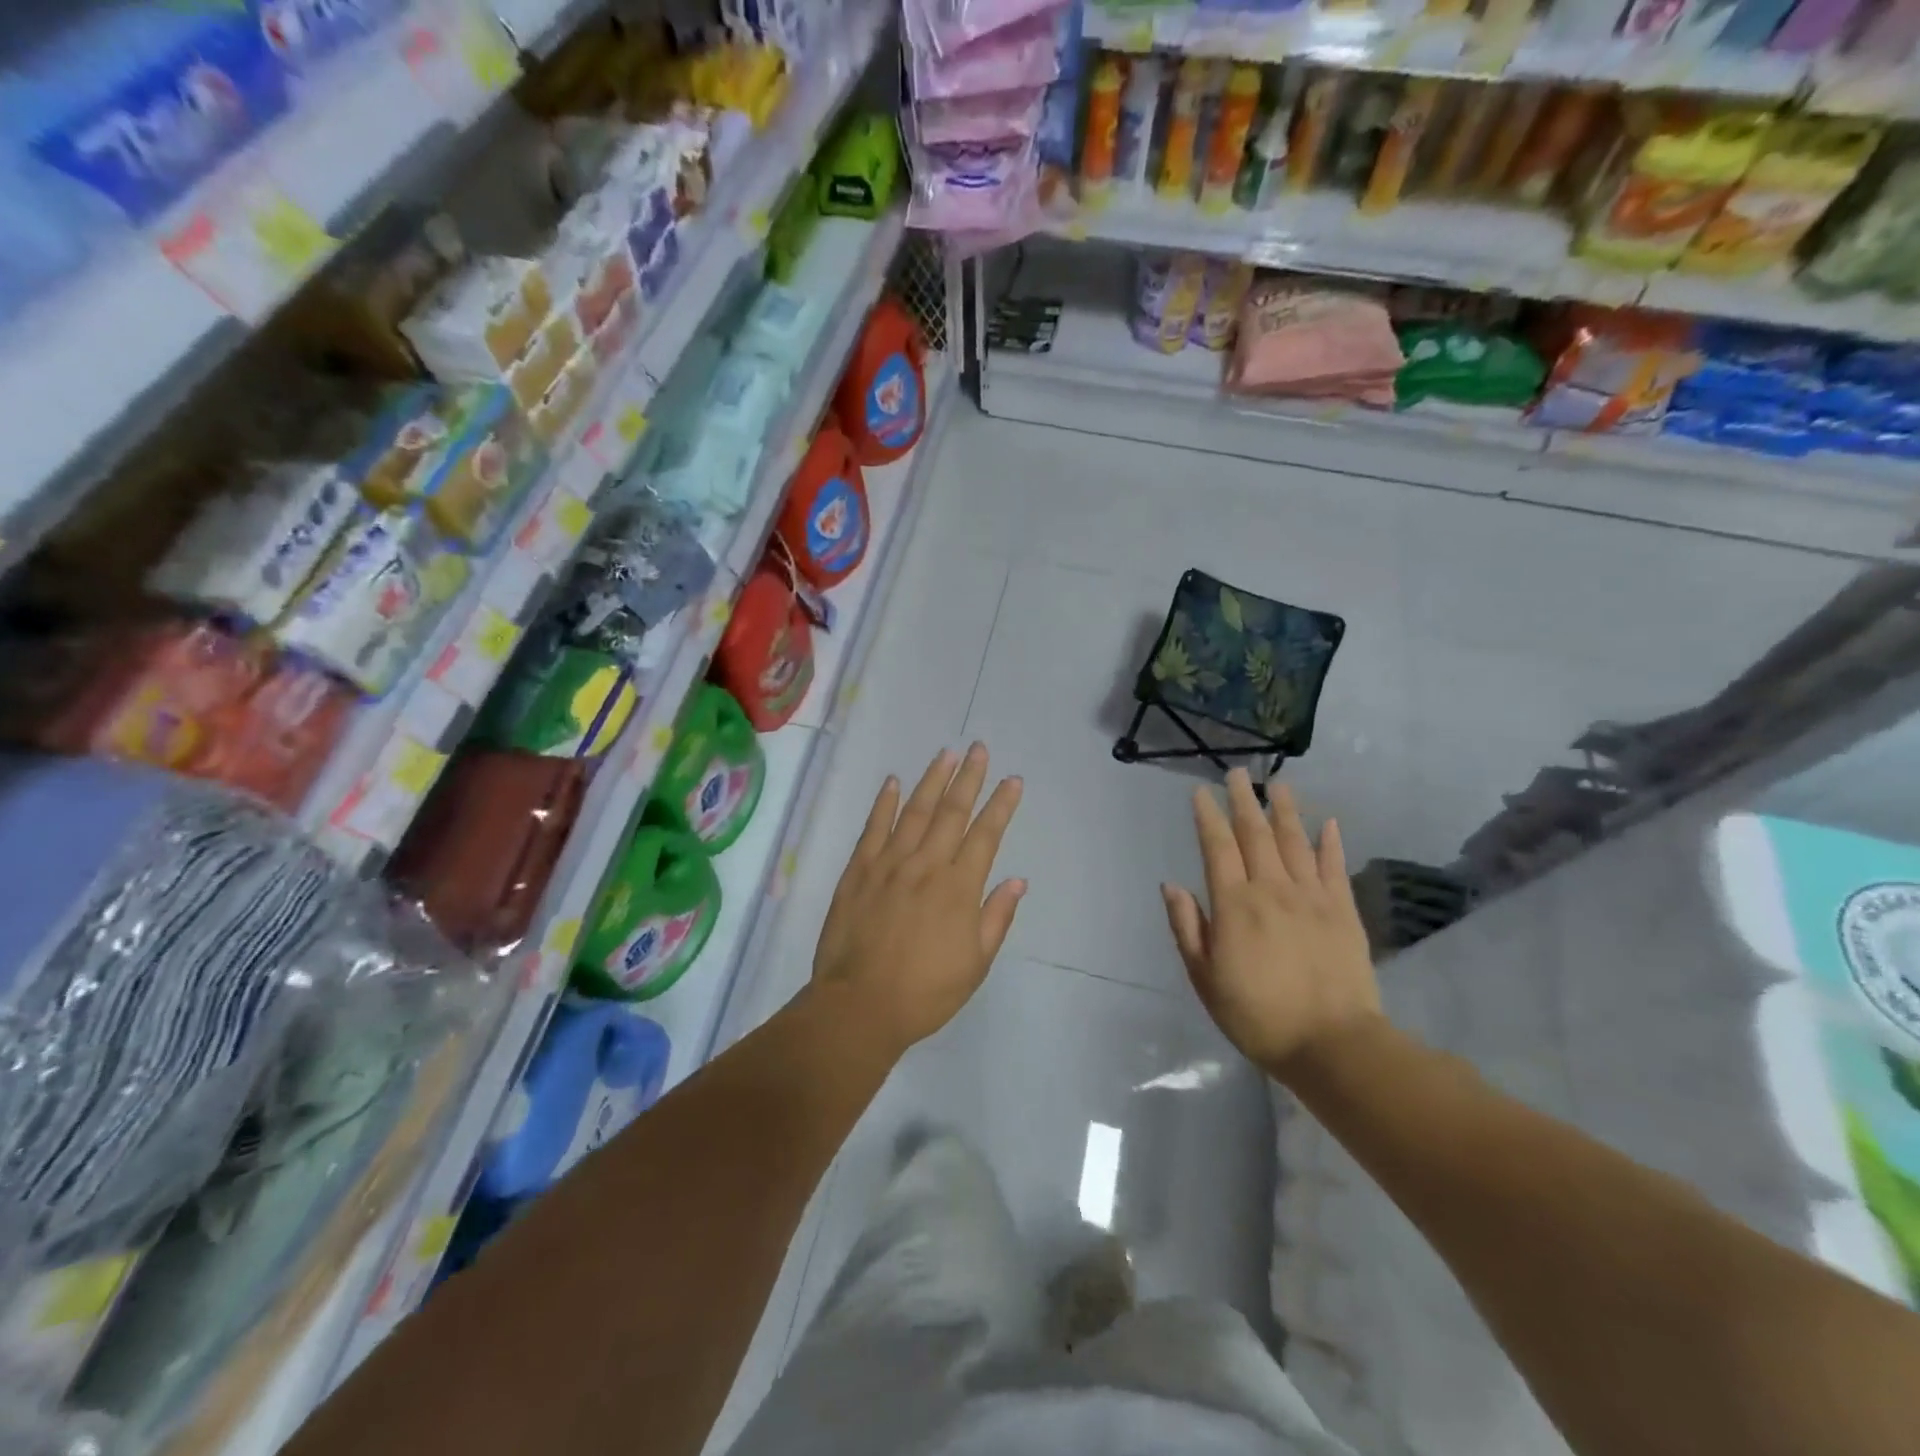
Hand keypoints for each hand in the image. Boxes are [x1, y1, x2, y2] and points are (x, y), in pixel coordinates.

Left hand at [812, 743, 1024, 1053]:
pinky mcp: (858, 871)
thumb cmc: (925, 992)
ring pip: (915, 812)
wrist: (859, 1006)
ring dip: (932, 780)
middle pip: (952, 812)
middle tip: (979, 748)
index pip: (985, 835)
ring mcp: (889, 864)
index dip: (1001, 805)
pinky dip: (885, 803)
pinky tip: (894, 782)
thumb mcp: (975, 964)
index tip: (1012, 780)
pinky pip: (874, 828)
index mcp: (959, 888)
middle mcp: (926, 866)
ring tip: (946, 754)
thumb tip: (1016, 880)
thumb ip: (996, 917)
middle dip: (969, 778)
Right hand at [1161, 771, 1380, 1077]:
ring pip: (1295, 842)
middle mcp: (1272, 889)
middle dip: (1242, 801)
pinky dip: (1330, 842)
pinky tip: (1327, 823)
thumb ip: (1188, 928)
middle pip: (1255, 835)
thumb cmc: (1258, 1015)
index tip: (1200, 793)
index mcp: (1234, 905)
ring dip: (1283, 810)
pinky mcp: (1343, 911)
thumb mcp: (1205, 979)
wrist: (1333, 1044)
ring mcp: (1311, 897)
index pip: (1217, 848)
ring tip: (1277, 785)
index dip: (1207, 817)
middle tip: (1236, 773)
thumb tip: (1172, 885)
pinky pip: (1334, 867)